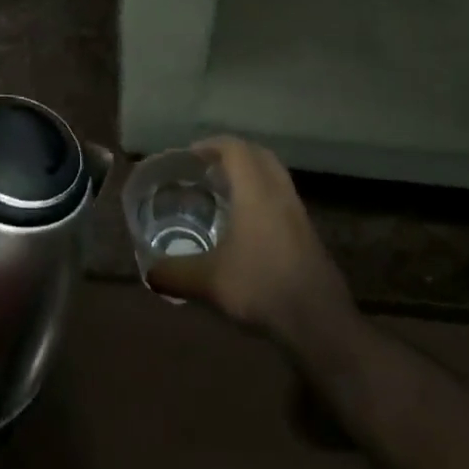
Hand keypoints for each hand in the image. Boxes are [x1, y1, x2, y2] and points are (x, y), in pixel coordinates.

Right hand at [145, 136, 351, 340]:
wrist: (319, 324)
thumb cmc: (261, 288)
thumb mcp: (208, 282)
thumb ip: (173, 273)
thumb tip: (148, 273)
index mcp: (256, 192)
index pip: (236, 149)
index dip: (211, 145)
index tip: (190, 156)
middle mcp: (279, 194)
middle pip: (259, 155)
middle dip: (232, 154)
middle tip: (206, 169)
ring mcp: (298, 215)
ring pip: (274, 177)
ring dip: (250, 176)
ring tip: (223, 194)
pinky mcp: (308, 236)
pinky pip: (282, 200)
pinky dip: (262, 198)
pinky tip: (245, 227)